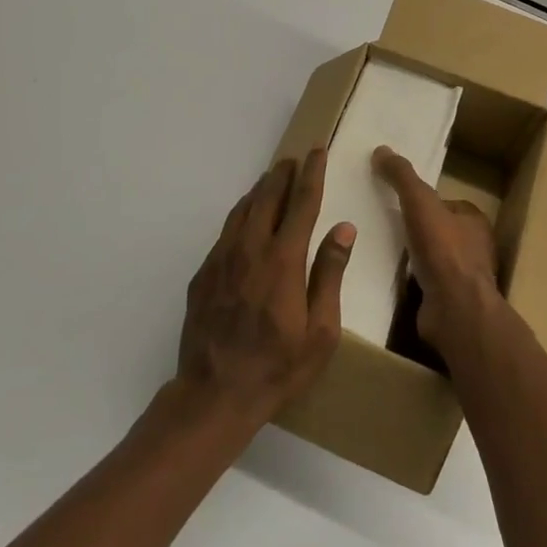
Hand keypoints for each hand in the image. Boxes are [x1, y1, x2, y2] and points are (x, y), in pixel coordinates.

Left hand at [176, 150, 355, 427]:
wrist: (214, 394)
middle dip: (283, 174)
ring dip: (260, 190)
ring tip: (271, 180)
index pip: (301, 204)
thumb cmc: (278, 367)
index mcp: (283, 260)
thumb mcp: (321, 330)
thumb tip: (343, 228)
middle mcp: (250, 249)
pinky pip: (225, 231)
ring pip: (242, 209)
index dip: (312, 174)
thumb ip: (330, 273)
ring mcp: (221, 259)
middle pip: (267, 197)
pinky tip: (246, 220)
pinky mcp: (203, 273)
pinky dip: (240, 215)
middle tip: (294, 160)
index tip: (317, 151)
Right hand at [373, 145, 500, 348]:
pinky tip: (388, 278)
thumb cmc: (443, 250)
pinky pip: (425, 284)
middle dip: (415, 229)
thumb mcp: (419, 202)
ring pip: (432, 258)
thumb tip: (381, 150)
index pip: (445, 203)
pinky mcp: (449, 302)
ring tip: (381, 250)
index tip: (396, 201)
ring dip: (411, 256)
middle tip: (384, 225)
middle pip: (438, 230)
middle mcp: (474, 248)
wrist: (455, 311)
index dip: (422, 200)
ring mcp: (462, 278)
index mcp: (473, 220)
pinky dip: (409, 280)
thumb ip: (402, 176)